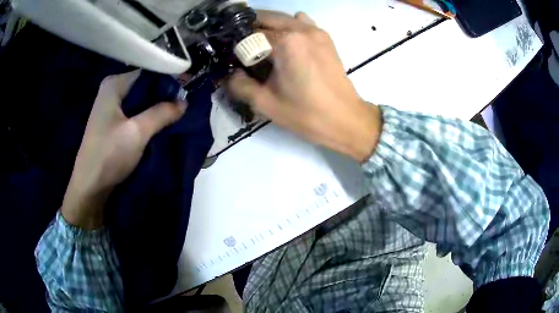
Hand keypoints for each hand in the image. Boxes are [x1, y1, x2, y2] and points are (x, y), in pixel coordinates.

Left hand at [62, 71, 186, 228]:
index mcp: (114, 84)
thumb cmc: (109, 155)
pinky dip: (147, 117)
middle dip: (162, 96)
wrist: (90, 187)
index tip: (185, 92)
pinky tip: (158, 123)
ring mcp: (110, 106)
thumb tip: (184, 102)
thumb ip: (162, 113)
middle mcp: (111, 90)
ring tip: (174, 114)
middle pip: (143, 86)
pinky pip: (134, 112)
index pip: (147, 73)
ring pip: (140, 100)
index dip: (167, 81)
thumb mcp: (138, 132)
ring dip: (156, 108)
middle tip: (182, 106)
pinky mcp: (112, 121)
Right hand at [228, 11, 381, 161]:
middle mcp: (301, 29)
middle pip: (266, 18)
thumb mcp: (265, 104)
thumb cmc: (306, 114)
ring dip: (270, 27)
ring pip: (284, 18)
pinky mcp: (326, 37)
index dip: (237, 45)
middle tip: (243, 50)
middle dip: (250, 30)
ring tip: (265, 47)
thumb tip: (229, 74)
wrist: (346, 119)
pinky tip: (289, 46)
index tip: (233, 58)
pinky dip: (290, 29)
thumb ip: (239, 85)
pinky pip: (302, 23)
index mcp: (285, 42)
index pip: (250, 33)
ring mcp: (316, 31)